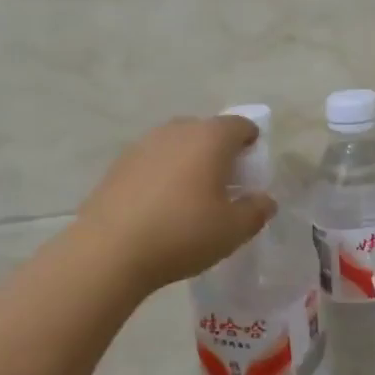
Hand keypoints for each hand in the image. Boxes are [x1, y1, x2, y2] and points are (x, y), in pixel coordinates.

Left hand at [76, 116, 276, 292]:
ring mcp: (143, 145)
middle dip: (219, 150)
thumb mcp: (232, 230)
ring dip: (188, 161)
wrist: (110, 250)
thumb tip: (265, 200)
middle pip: (205, 131)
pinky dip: (163, 174)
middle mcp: (176, 131)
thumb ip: (256, 211)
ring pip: (176, 144)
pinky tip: (161, 204)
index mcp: (209, 138)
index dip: (251, 140)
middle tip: (225, 181)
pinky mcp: (118, 165)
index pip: (239, 125)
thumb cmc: (182, 234)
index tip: (253, 162)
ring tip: (192, 194)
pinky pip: (152, 161)